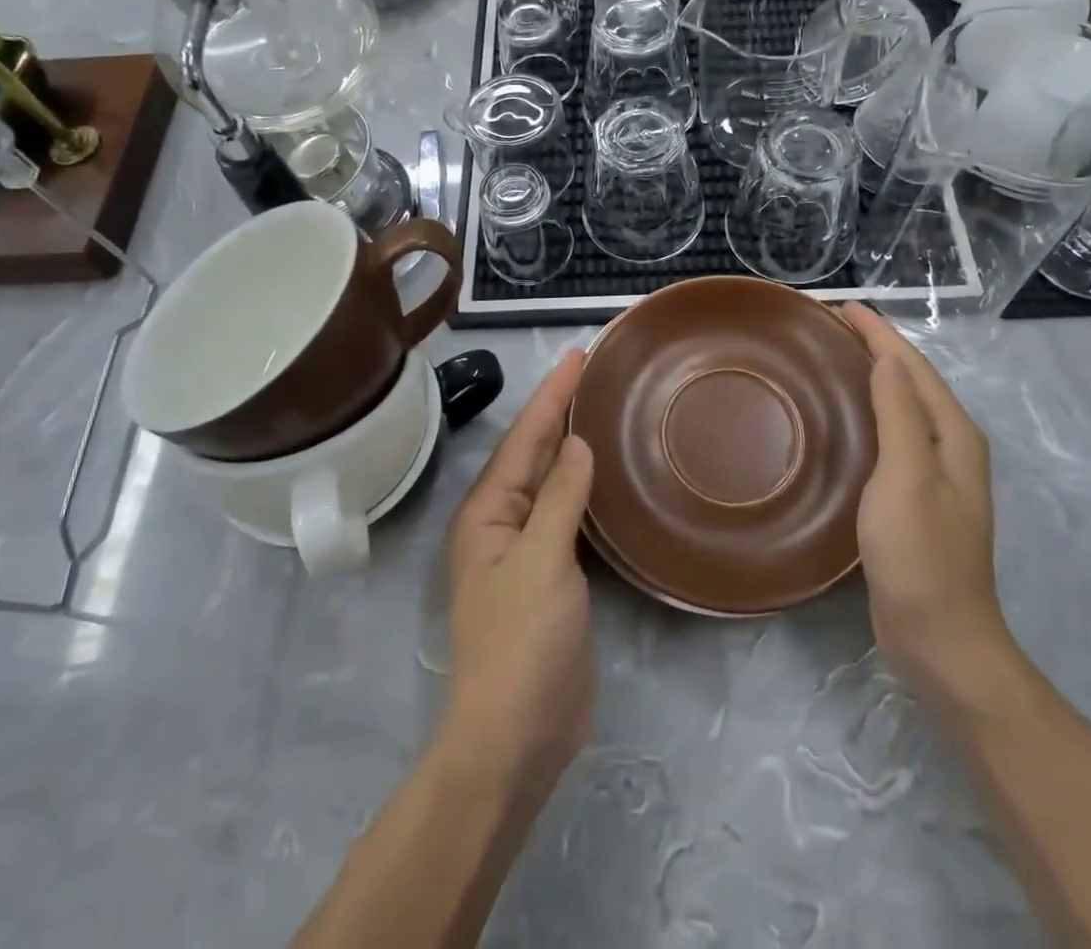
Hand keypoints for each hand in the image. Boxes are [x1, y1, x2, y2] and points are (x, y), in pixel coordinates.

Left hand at [443, 350, 595, 796]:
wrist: (517, 736)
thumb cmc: (522, 643)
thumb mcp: (541, 563)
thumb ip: (559, 498)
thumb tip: (577, 443)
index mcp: (488, 512)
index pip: (524, 438)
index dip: (551, 395)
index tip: (577, 355)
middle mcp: (502, 522)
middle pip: (533, 452)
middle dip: (559, 410)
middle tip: (592, 370)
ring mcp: (526, 549)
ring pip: (550, 481)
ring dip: (570, 444)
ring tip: (599, 407)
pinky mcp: (552, 573)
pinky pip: (566, 512)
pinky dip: (583, 485)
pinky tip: (603, 473)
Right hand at [842, 305, 1013, 704]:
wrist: (940, 640)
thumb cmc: (921, 555)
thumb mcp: (908, 478)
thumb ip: (901, 414)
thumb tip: (887, 358)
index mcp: (953, 435)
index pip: (912, 366)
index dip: (878, 332)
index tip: (839, 305)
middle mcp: (950, 446)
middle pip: (910, 380)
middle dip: (875, 346)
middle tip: (827, 325)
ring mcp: (934, 474)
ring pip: (900, 406)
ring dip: (871, 375)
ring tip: (831, 357)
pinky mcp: (913, 497)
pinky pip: (890, 435)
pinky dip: (868, 410)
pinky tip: (842, 416)